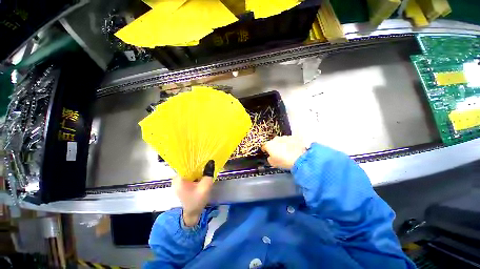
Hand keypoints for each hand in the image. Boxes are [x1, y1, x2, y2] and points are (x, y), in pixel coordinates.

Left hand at [173, 160, 214, 226]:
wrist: (193, 213)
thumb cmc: (197, 201)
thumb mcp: (205, 187)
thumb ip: (208, 174)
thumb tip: (211, 161)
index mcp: (179, 179)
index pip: (185, 163)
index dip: (193, 158)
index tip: (202, 154)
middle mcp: (177, 178)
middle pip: (187, 166)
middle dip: (196, 163)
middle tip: (206, 158)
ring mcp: (179, 181)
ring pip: (189, 169)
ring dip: (196, 167)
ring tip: (205, 163)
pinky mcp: (183, 183)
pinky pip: (189, 173)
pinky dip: (195, 172)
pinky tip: (202, 171)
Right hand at [262, 136, 306, 169]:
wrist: (299, 159)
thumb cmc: (285, 161)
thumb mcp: (273, 163)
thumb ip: (269, 158)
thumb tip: (270, 157)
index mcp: (269, 145)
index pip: (264, 146)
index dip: (265, 150)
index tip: (267, 152)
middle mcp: (276, 139)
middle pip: (273, 142)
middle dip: (275, 147)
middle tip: (278, 154)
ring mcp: (285, 137)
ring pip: (282, 140)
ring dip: (283, 145)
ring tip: (287, 152)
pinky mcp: (293, 138)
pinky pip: (290, 140)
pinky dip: (290, 144)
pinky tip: (293, 149)